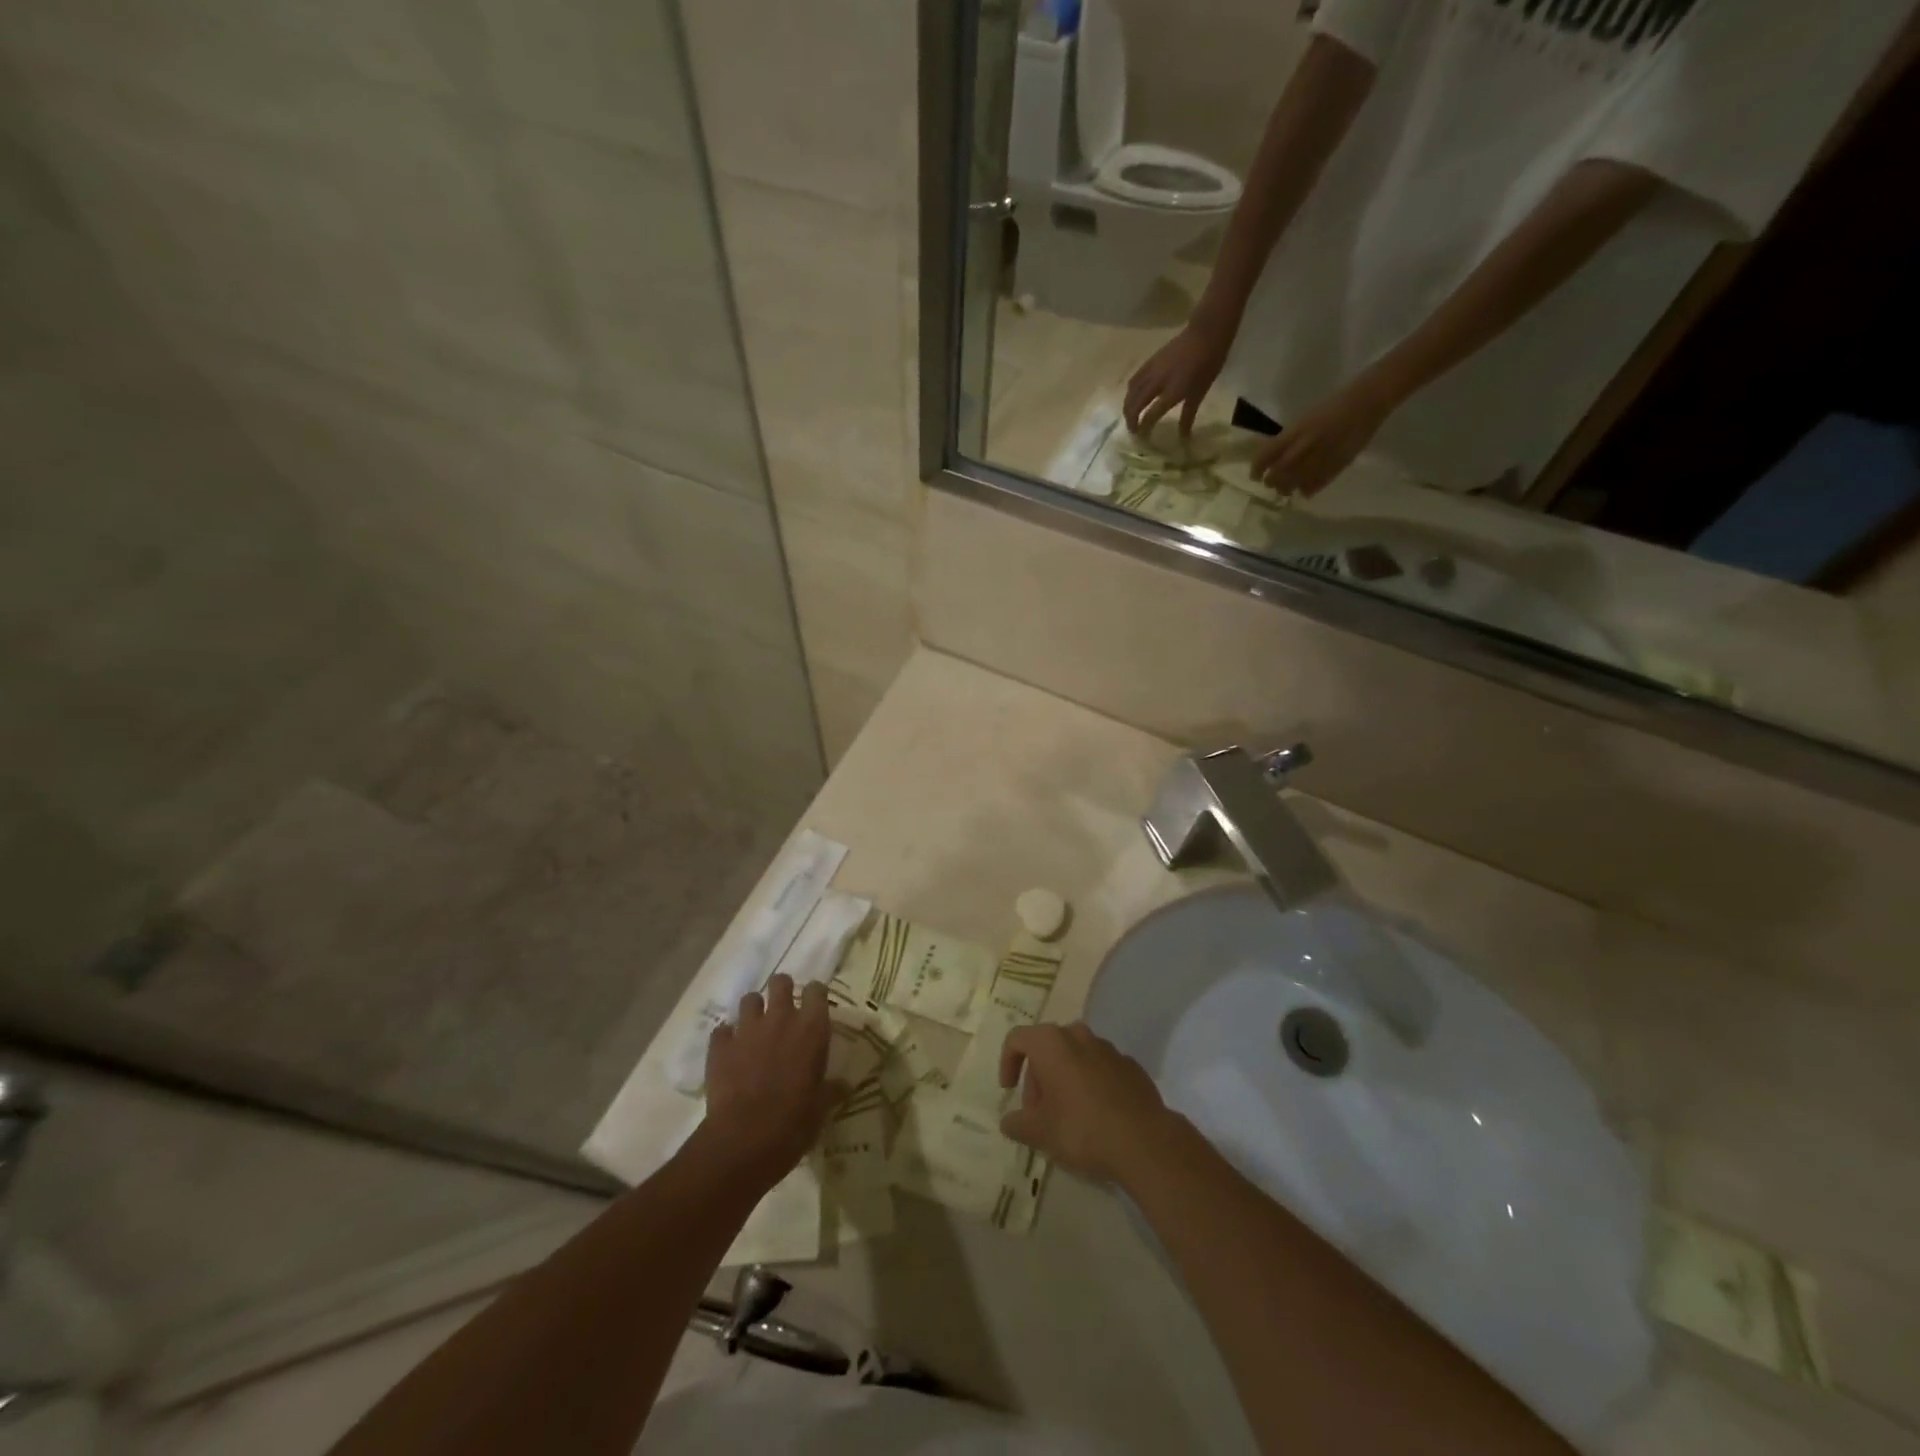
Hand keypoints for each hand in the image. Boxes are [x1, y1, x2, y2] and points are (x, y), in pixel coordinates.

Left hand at [700, 974, 841, 1187]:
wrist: (744, 1139)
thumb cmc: (794, 1122)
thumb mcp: (821, 1107)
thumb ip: (831, 1089)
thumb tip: (844, 1085)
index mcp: (811, 1028)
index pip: (816, 990)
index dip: (815, 995)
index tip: (814, 1006)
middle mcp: (780, 1018)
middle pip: (780, 982)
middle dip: (781, 990)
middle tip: (783, 1011)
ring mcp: (747, 1029)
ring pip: (749, 999)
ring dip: (754, 1011)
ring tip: (756, 1030)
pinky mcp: (719, 1045)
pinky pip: (722, 1030)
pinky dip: (727, 1037)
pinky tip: (730, 1052)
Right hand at [997, 1022, 1180, 1185]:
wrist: (1144, 1141)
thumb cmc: (1081, 1128)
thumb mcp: (1039, 1132)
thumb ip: (1017, 1124)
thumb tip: (1009, 1121)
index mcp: (1051, 1042)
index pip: (1017, 1039)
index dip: (1007, 1063)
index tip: (1009, 1091)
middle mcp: (1079, 1036)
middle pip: (1047, 1048)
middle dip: (1037, 1078)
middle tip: (1038, 1113)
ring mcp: (1108, 1049)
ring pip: (1075, 1057)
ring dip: (1064, 1080)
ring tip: (1066, 1116)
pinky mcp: (1131, 1066)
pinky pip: (1100, 1069)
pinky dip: (1091, 1085)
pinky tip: (1096, 1116)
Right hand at [1124, 319, 1233, 437]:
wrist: (1206, 333)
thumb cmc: (1208, 364)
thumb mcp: (1200, 392)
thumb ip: (1188, 415)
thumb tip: (1183, 437)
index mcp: (1172, 392)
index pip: (1150, 415)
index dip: (1144, 428)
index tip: (1143, 439)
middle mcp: (1157, 383)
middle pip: (1135, 404)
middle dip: (1131, 419)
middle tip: (1133, 430)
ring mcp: (1151, 371)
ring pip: (1131, 392)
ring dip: (1128, 406)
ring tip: (1130, 415)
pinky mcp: (1150, 361)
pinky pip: (1134, 379)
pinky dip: (1131, 391)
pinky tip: (1134, 396)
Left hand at [1249, 374, 1397, 495]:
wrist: (1368, 400)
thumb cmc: (1333, 405)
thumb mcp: (1304, 419)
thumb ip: (1288, 438)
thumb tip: (1272, 457)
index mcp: (1297, 430)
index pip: (1267, 455)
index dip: (1256, 469)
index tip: (1254, 475)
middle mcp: (1306, 445)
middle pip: (1278, 474)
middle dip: (1270, 481)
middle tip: (1269, 482)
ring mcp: (1322, 457)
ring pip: (1294, 484)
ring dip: (1286, 488)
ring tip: (1285, 487)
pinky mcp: (1337, 466)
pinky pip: (1314, 486)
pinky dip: (1306, 489)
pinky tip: (1304, 487)